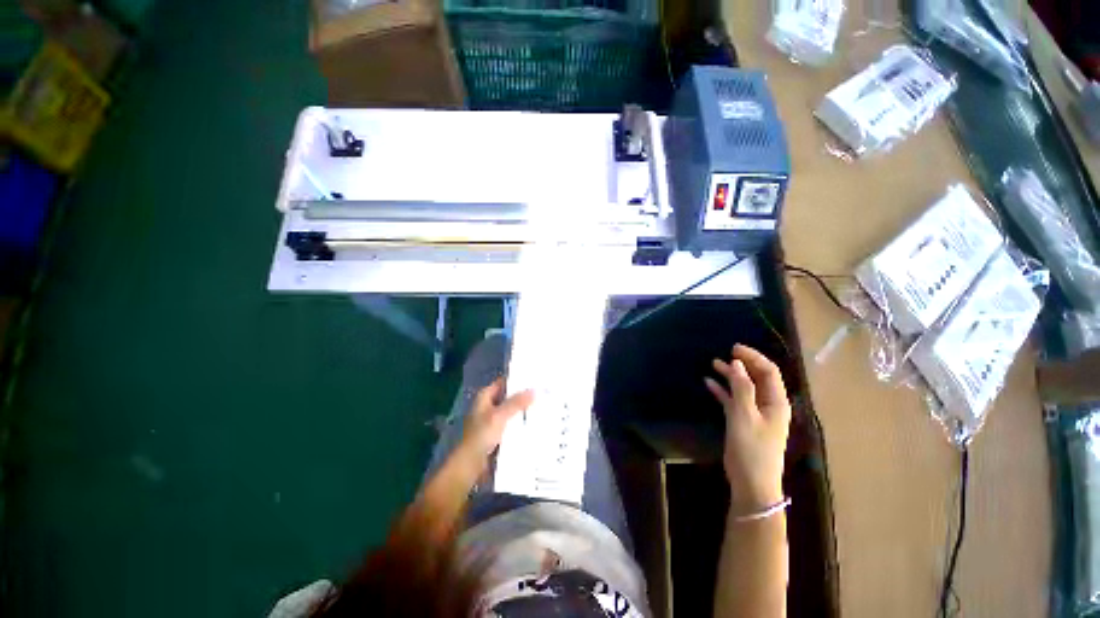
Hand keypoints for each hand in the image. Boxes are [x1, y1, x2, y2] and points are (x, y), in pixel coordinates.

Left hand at [460, 379, 534, 462]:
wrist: (470, 464)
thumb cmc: (481, 435)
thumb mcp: (500, 415)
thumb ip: (517, 402)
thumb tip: (534, 390)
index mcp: (484, 397)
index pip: (503, 382)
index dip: (517, 380)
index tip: (534, 378)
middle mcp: (487, 406)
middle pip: (508, 397)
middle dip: (522, 396)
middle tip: (542, 392)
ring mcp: (492, 420)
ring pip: (510, 411)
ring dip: (522, 410)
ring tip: (542, 405)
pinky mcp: (496, 434)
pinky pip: (511, 424)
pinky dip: (519, 423)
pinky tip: (533, 423)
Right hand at [705, 344, 791, 513]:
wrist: (751, 483)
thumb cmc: (751, 449)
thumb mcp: (745, 415)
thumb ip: (741, 388)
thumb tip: (737, 364)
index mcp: (776, 402)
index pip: (769, 372)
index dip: (753, 357)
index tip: (734, 348)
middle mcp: (768, 405)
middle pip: (757, 378)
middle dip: (742, 364)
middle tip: (724, 353)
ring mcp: (755, 414)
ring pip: (744, 388)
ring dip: (731, 375)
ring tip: (714, 364)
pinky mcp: (743, 421)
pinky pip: (734, 400)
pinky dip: (723, 391)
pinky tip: (709, 383)